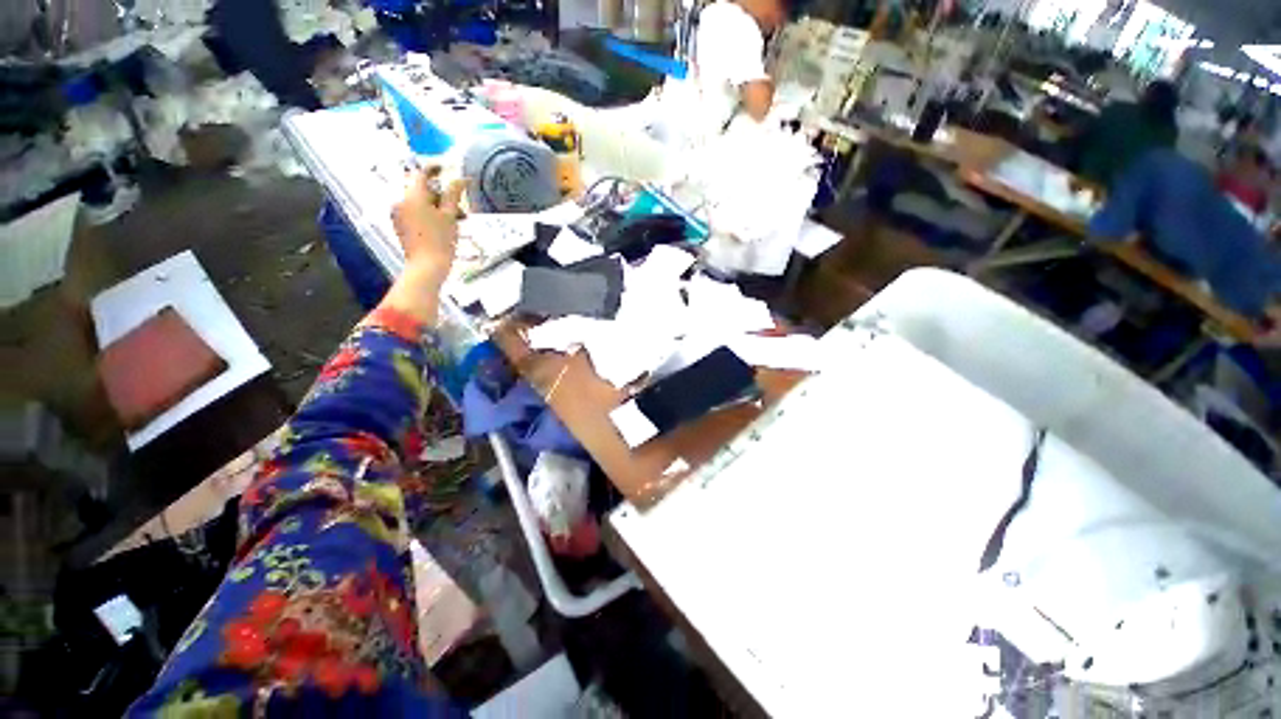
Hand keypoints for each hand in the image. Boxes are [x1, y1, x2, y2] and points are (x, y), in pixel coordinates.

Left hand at [391, 169, 467, 280]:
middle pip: (422, 190)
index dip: (435, 169)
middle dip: (441, 196)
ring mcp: (398, 214)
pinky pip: (415, 212)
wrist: (426, 267)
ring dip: (438, 207)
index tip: (446, 168)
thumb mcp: (450, 216)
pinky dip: (429, 215)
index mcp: (412, 196)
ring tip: (456, 221)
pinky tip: (443, 227)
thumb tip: (461, 178)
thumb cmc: (441, 242)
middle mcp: (400, 201)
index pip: (422, 174)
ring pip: (420, 202)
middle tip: (461, 209)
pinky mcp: (400, 225)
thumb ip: (454, 194)